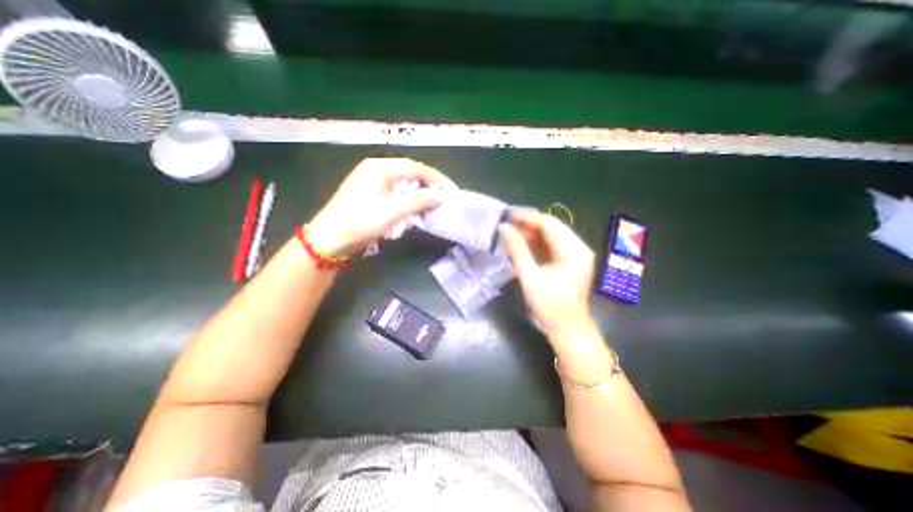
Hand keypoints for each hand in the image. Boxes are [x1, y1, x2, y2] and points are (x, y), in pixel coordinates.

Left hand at [308, 156, 454, 255]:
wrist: (330, 239)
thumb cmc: (360, 222)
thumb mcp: (392, 212)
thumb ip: (418, 201)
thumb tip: (440, 196)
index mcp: (380, 167)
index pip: (416, 168)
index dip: (437, 179)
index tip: (453, 192)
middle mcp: (377, 169)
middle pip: (411, 173)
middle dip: (430, 185)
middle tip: (446, 198)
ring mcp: (373, 181)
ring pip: (405, 183)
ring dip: (420, 193)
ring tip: (435, 203)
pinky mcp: (372, 194)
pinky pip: (397, 192)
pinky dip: (410, 199)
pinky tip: (417, 208)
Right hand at [499, 209, 599, 342]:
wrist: (568, 330)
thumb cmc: (550, 307)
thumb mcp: (530, 277)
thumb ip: (517, 250)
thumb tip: (504, 228)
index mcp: (574, 251)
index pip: (550, 224)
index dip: (528, 217)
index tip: (508, 216)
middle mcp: (579, 248)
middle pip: (552, 227)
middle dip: (529, 224)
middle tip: (508, 225)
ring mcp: (576, 254)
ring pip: (552, 235)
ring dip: (532, 233)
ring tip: (512, 235)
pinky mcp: (571, 261)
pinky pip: (553, 245)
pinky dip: (537, 243)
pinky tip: (523, 245)